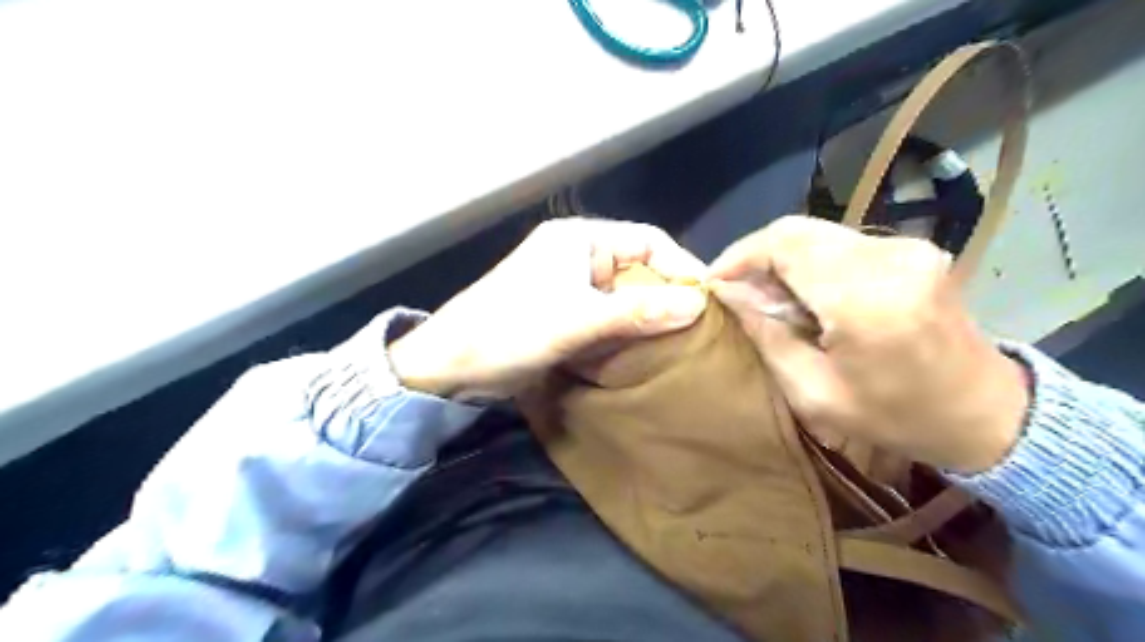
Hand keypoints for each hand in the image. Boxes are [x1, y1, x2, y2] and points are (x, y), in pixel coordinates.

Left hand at [390, 220, 708, 400]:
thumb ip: (639, 311)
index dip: (680, 266)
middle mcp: (577, 254)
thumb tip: (699, 303)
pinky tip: (644, 348)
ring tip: (680, 339)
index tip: (708, 299)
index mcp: (580, 238)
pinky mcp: (563, 311)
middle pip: (638, 266)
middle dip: (666, 293)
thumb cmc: (511, 331)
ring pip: (624, 293)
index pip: (647, 240)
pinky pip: (607, 313)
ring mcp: (569, 284)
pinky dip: (626, 328)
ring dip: (647, 314)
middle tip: (699, 326)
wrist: (450, 365)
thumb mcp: (579, 320)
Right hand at [708, 216, 1028, 469]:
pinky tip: (802, 294)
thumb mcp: (814, 394)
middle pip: (796, 230)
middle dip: (754, 256)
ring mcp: (907, 248)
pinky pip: (839, 242)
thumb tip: (726, 294)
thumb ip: (766, 336)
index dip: (739, 256)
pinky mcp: (912, 249)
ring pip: (815, 233)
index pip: (784, 245)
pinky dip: (808, 261)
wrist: (986, 413)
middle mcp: (889, 258)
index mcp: (867, 300)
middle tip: (735, 292)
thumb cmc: (896, 417)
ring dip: (780, 259)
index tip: (712, 283)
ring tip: (765, 298)